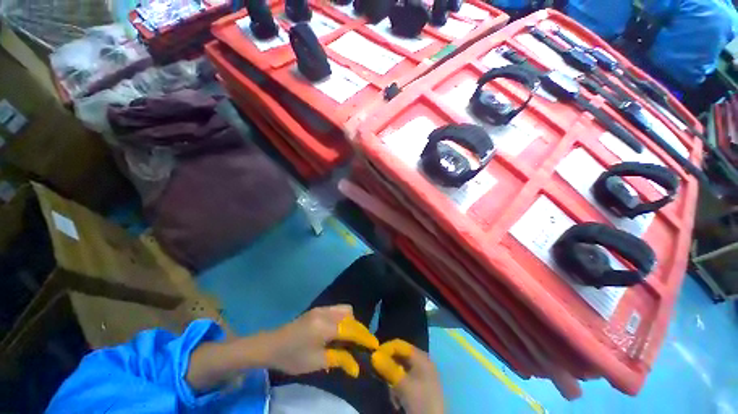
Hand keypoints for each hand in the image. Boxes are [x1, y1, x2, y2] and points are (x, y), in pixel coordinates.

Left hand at [265, 305, 378, 376]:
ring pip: (345, 310)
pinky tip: (339, 332)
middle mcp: (326, 312)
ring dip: (351, 322)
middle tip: (361, 345)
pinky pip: (337, 310)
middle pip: (350, 315)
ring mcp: (321, 308)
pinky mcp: (318, 309)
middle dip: (359, 329)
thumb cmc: (293, 357)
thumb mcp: (316, 362)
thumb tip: (357, 367)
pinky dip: (343, 319)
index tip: (375, 345)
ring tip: (350, 339)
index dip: (364, 337)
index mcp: (325, 326)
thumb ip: (339, 360)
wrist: (272, 345)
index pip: (351, 329)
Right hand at [371, 339, 443, 413]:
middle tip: (380, 375)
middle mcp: (421, 361)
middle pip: (400, 356)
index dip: (386, 348)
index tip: (373, 357)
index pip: (399, 344)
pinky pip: (404, 379)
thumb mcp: (403, 385)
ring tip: (392, 394)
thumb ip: (388, 368)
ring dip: (393, 380)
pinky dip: (398, 387)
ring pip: (400, 369)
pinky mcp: (420, 386)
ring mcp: (422, 374)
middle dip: (389, 366)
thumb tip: (373, 355)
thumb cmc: (420, 401)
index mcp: (421, 357)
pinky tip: (397, 400)